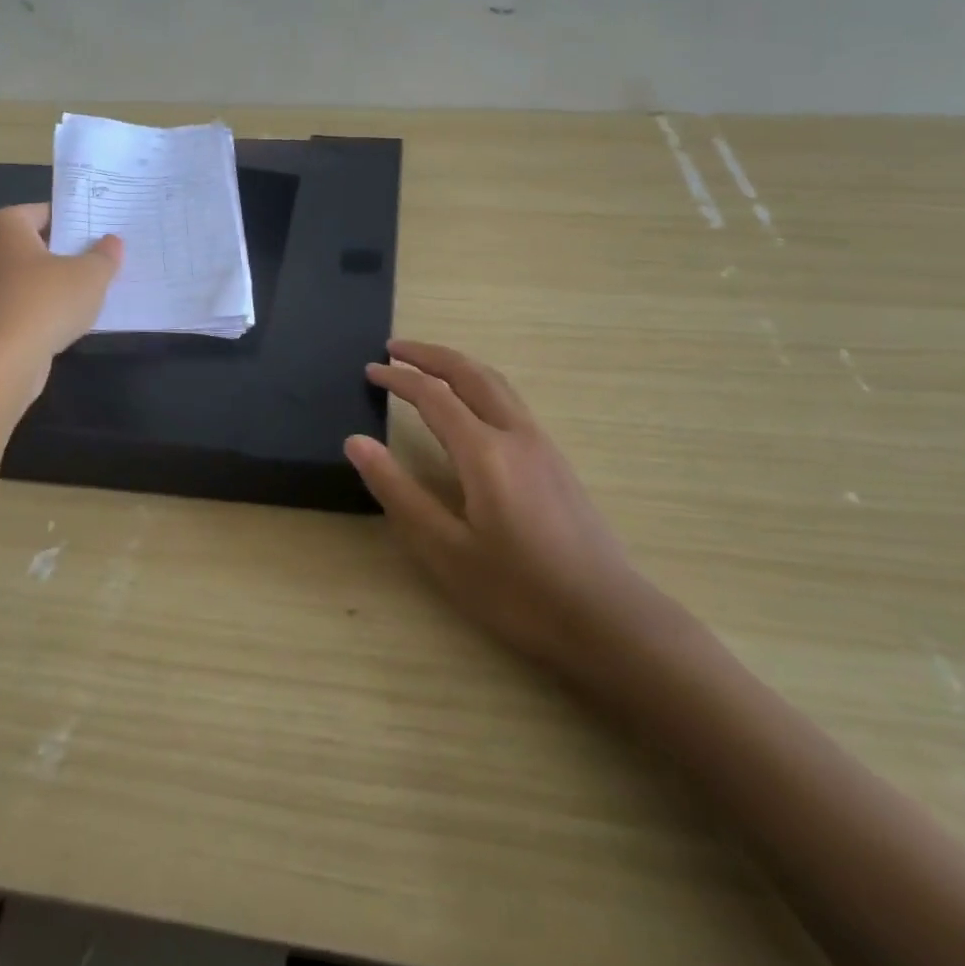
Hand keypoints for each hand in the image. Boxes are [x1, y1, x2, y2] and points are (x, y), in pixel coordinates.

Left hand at [0, 204, 121, 374]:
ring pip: (34, 277)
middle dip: (72, 253)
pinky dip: (48, 310)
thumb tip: (112, 242)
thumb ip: (105, 256)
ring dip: (61, 284)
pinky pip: (27, 305)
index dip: (78, 221)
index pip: (48, 212)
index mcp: (6, 225)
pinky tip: (74, 320)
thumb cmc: (44, 303)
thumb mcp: (90, 275)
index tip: (106, 232)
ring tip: (98, 291)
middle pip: (40, 244)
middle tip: (108, 259)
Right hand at [346, 340, 675, 694]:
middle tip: (395, 347)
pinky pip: (510, 401)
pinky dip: (480, 384)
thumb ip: (399, 491)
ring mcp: (542, 444)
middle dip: (430, 355)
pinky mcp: (556, 460)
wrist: (607, 618)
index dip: (399, 378)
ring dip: (458, 365)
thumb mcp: (445, 549)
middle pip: (470, 373)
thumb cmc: (518, 591)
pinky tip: (472, 406)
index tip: (370, 370)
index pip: (433, 396)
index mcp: (484, 451)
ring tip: (428, 365)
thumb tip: (357, 442)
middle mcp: (516, 434)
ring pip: (496, 383)